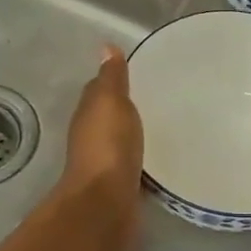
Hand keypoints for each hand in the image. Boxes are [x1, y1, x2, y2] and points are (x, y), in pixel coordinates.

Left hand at [61, 46, 143, 222]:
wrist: (105, 203)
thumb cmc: (108, 146)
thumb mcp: (111, 103)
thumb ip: (111, 78)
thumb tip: (105, 47)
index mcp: (88, 114)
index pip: (99, 89)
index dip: (114, 80)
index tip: (138, 73)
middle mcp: (91, 136)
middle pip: (108, 115)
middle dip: (126, 107)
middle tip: (157, 97)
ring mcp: (104, 163)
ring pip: (119, 139)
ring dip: (133, 132)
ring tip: (162, 125)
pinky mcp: (119, 185)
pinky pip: (132, 162)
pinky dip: (141, 155)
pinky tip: (159, 155)